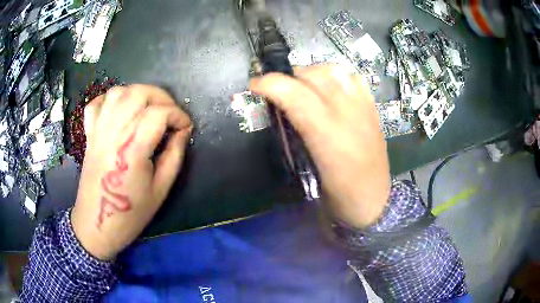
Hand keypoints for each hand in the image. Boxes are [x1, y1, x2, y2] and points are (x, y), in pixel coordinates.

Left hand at [71, 85, 191, 259]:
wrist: (97, 225)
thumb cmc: (130, 213)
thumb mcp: (161, 190)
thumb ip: (174, 156)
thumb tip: (183, 132)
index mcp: (132, 149)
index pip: (159, 113)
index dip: (178, 115)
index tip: (186, 127)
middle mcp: (113, 132)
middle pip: (139, 93)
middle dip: (161, 97)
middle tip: (170, 113)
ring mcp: (98, 131)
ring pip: (118, 92)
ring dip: (137, 93)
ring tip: (148, 108)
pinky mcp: (89, 134)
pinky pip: (96, 104)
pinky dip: (110, 99)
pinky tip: (120, 109)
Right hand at [250, 65, 389, 228]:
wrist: (373, 201)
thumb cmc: (337, 194)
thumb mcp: (306, 170)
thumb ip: (293, 135)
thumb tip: (278, 108)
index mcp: (328, 136)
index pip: (295, 94)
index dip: (270, 84)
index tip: (255, 86)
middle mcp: (348, 114)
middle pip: (314, 75)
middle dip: (289, 77)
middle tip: (278, 90)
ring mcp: (364, 108)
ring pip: (334, 70)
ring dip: (311, 73)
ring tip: (303, 86)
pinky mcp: (373, 108)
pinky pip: (353, 77)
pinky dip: (335, 75)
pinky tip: (329, 87)